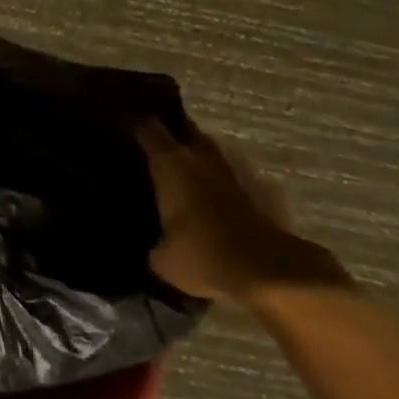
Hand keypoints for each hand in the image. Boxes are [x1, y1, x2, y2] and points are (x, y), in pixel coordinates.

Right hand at [136, 120, 340, 305]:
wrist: (270, 272)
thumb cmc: (204, 256)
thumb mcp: (164, 259)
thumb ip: (155, 243)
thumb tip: (156, 247)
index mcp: (171, 164)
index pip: (149, 129)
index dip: (138, 127)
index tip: (127, 130)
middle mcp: (203, 156)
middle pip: (186, 130)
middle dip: (174, 134)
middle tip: (159, 148)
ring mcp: (238, 169)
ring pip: (213, 152)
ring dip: (202, 159)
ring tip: (191, 177)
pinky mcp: (266, 188)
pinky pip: (238, 178)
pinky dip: (227, 184)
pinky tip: (222, 204)